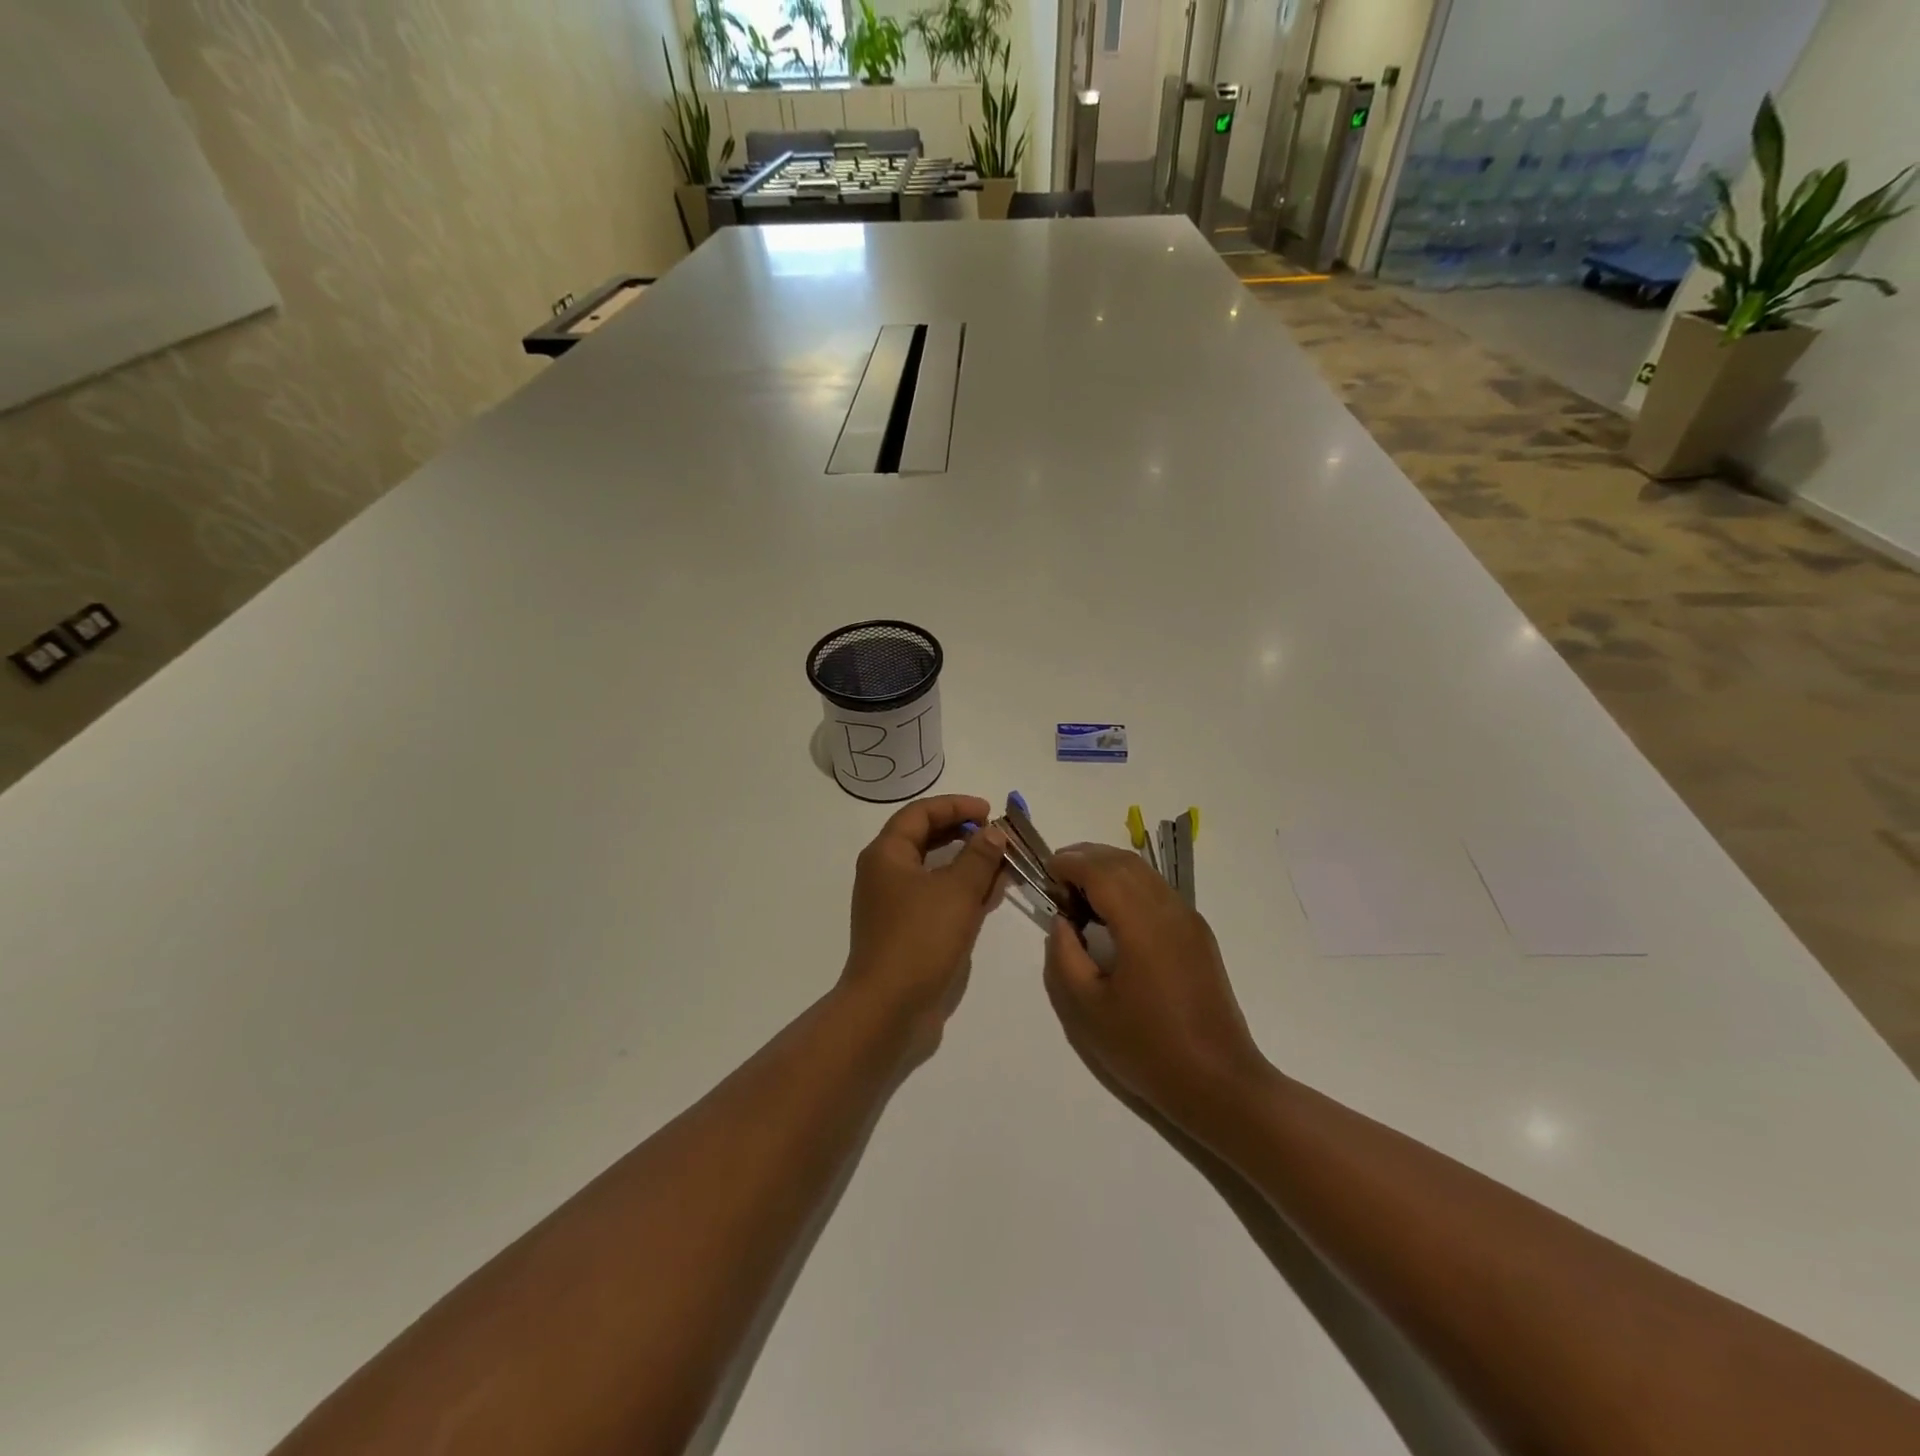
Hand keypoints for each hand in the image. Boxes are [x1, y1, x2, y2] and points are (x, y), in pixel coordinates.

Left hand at [840, 794, 1006, 1054]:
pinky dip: (960, 890)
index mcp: (887, 854)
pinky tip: (988, 895)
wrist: (887, 1006)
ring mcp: (892, 903)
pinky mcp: (904, 929)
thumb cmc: (920, 938)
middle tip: (997, 836)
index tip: (989, 811)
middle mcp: (884, 872)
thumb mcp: (957, 891)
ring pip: (933, 870)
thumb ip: (979, 856)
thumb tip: (994, 832)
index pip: (920, 813)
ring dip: (966, 863)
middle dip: (963, 833)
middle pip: (925, 838)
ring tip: (1001, 863)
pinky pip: (935, 896)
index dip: (955, 806)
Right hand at [1043, 843, 1271, 1128]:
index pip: (1101, 871)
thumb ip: (1065, 956)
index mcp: (1142, 924)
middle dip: (1087, 858)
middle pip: (1124, 862)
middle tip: (1057, 876)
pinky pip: (1158, 891)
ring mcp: (1189, 920)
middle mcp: (1169, 910)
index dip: (1070, 862)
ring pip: (1144, 873)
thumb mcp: (1087, 1008)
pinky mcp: (1198, 934)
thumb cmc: (1146, 1048)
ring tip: (1079, 891)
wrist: (1218, 1082)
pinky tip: (1111, 912)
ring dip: (1109, 869)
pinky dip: (1129, 885)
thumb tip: (1062, 921)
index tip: (1045, 872)